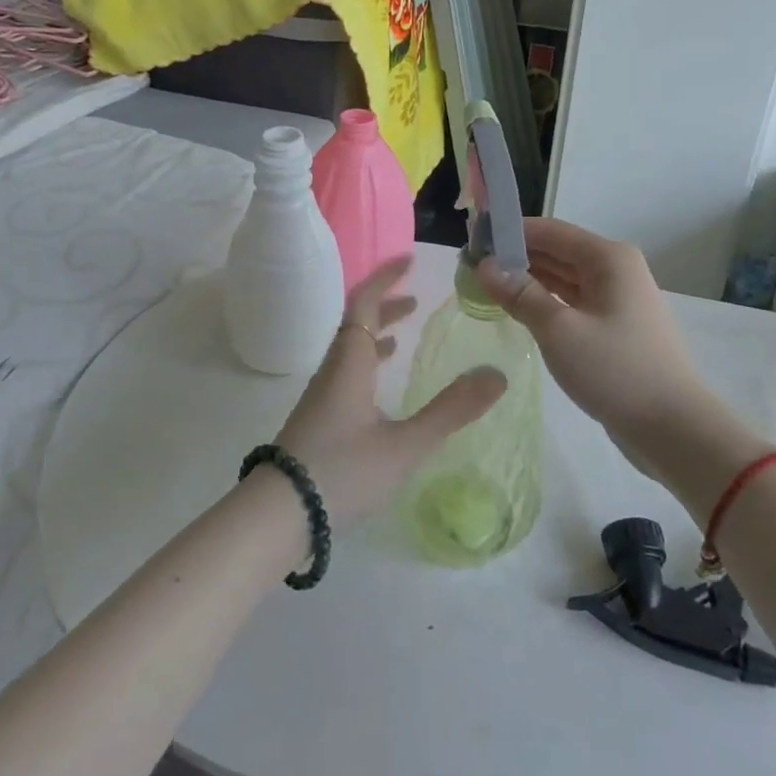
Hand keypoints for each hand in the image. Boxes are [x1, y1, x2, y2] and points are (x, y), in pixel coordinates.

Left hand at [273, 255, 505, 523]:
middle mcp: (333, 369)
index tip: (409, 260)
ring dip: (377, 333)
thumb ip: (451, 411)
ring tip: (405, 333)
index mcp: (350, 362)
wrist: (278, 515)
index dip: (385, 278)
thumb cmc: (343, 471)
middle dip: (385, 304)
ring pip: (350, 349)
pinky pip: (346, 372)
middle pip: (356, 322)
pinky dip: (368, 362)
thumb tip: (497, 375)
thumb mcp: (405, 444)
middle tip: (415, 298)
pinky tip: (380, 386)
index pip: (365, 303)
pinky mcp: (317, 418)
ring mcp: (321, 395)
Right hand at [477, 218, 767, 494]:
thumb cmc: (616, 370)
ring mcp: (617, 299)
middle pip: (556, 251)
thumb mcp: (559, 331)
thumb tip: (485, 265)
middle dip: (515, 256)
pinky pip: (572, 302)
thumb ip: (520, 294)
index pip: (548, 230)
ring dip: (527, 280)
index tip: (472, 239)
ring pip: (563, 278)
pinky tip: (517, 310)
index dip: (509, 231)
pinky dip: (544, 301)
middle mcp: (614, 269)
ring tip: (485, 286)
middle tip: (471, 267)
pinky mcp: (614, 326)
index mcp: (607, 258)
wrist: (674, 428)